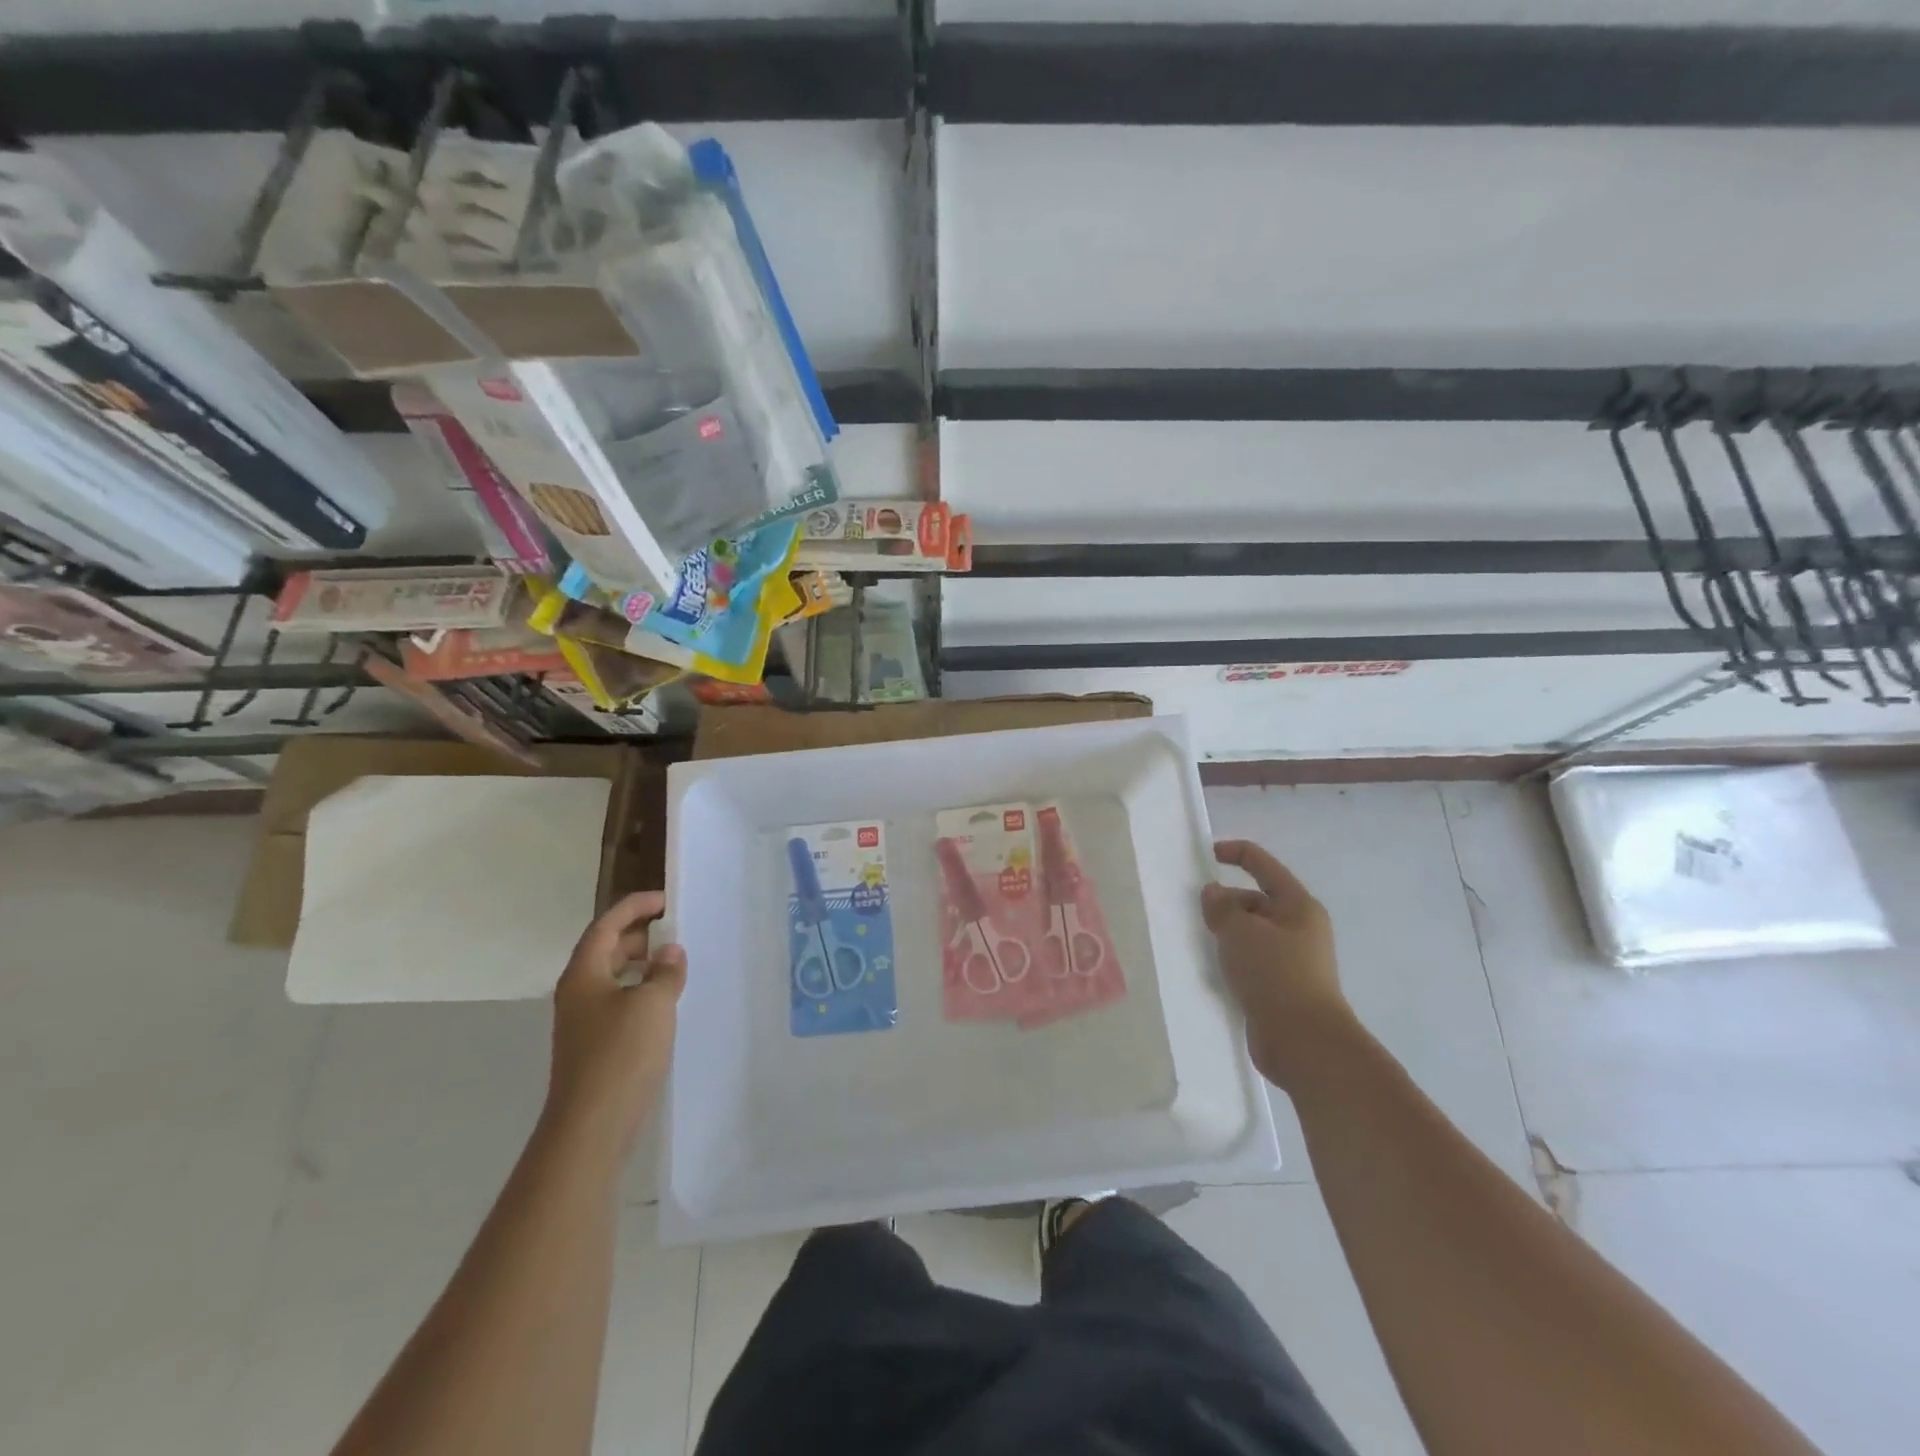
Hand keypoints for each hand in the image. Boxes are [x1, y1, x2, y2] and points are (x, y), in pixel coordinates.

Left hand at [545, 891, 686, 1158]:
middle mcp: (577, 992)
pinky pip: (618, 1003)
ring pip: (612, 978)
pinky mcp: (593, 1046)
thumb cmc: (621, 1054)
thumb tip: (670, 951)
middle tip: (673, 929)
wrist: (592, 1125)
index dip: (634, 907)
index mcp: (584, 974)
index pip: (606, 926)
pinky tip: (664, 1004)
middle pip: (605, 950)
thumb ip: (665, 971)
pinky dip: (640, 992)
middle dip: (638, 935)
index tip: (665, 900)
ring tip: (674, 963)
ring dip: (640, 965)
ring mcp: (582, 1022)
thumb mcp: (653, 1003)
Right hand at [1201, 840, 1356, 1090]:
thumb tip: (1213, 894)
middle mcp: (1299, 928)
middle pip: (1255, 900)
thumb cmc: (1276, 975)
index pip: (1262, 865)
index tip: (1203, 856)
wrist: (1304, 1043)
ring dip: (1226, 934)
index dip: (1233, 852)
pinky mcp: (1281, 987)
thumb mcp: (1241, 932)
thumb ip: (1221, 907)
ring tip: (1201, 944)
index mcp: (1298, 905)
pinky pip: (1250, 961)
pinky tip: (1213, 971)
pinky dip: (1231, 960)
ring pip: (1250, 933)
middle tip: (1197, 916)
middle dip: (1225, 902)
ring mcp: (1292, 959)